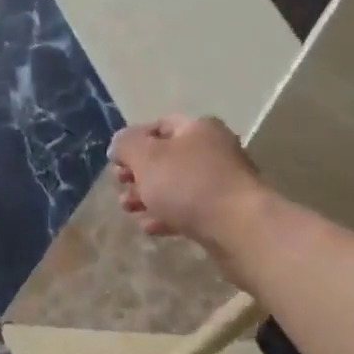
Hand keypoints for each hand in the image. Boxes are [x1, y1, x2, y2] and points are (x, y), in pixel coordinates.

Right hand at [111, 115, 267, 254]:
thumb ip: (126, 145)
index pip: (158, 126)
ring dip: (148, 197)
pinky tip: (151, 227)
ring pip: (175, 186)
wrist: (238, 228)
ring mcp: (220, 183)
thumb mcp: (147, 157)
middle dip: (138, 174)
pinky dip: (167, 216)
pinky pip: (188, 210)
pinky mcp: (223, 213)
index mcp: (198, 128)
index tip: (115, 163)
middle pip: (166, 158)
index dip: (133, 142)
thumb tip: (119, 145)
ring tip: (129, 210)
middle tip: (121, 187)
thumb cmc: (188, 185)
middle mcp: (212, 150)